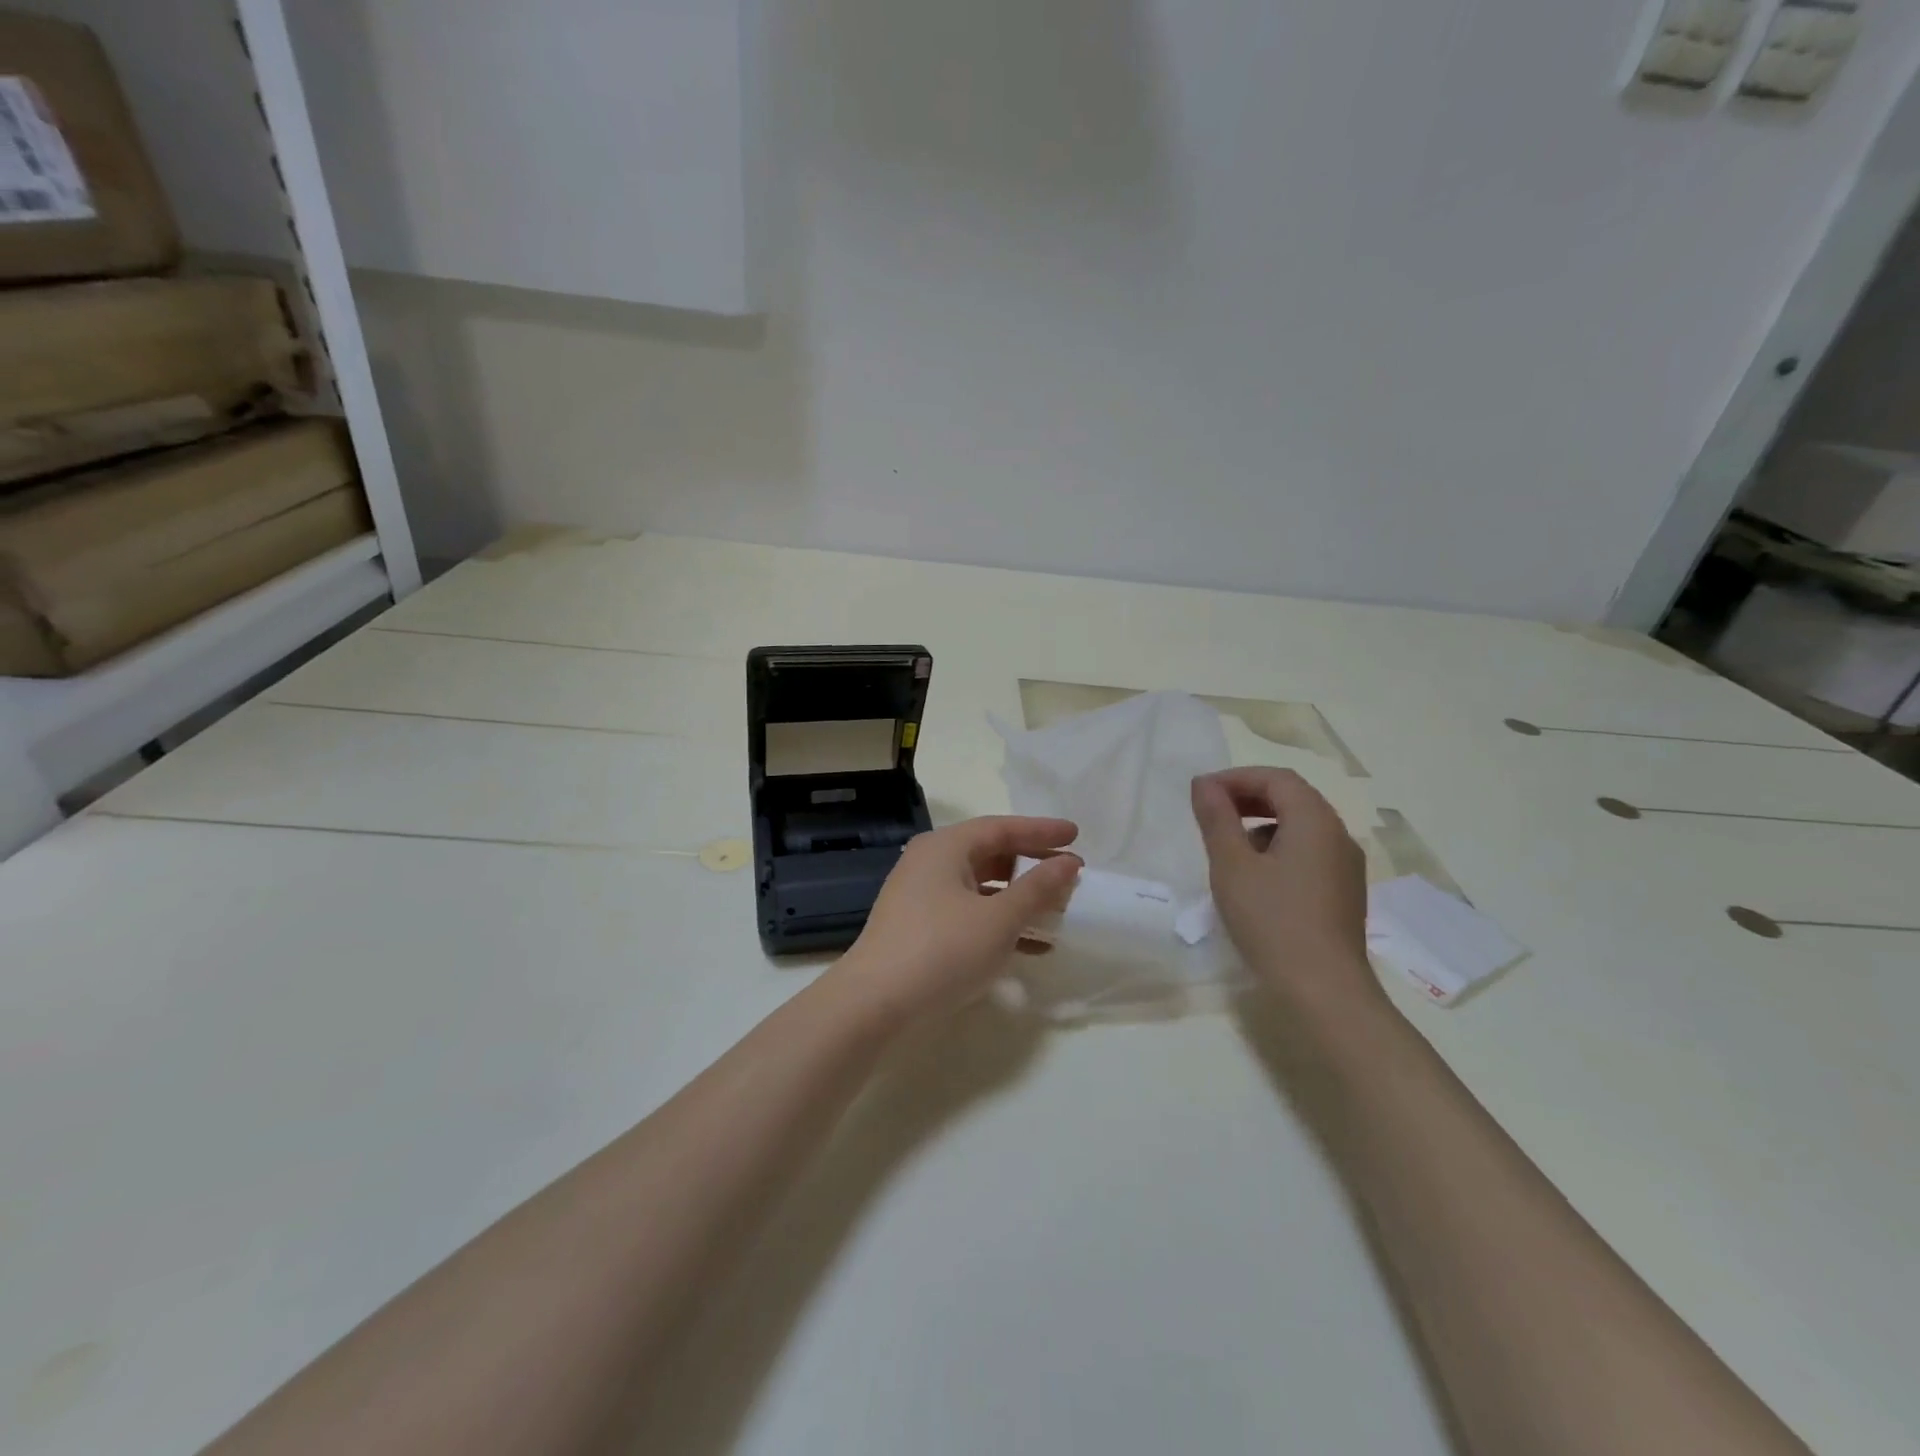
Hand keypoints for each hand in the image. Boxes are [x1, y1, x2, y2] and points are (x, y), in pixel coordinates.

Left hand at [833, 817, 1082, 1023]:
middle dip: (1032, 865)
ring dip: (1019, 898)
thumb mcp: (999, 919)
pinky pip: (969, 912)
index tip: (1077, 835)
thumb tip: (1067, 863)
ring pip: (981, 886)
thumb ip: (1037, 889)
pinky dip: (999, 922)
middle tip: (1069, 874)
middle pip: (990, 853)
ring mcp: (921, 896)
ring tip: (1057, 911)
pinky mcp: (919, 928)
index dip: (1042, 831)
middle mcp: (930, 862)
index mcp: (945, 847)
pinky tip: (1031, 947)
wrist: (875, 1004)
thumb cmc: (942, 950)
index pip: (1002, 827)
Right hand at [1191, 768, 1380, 1014]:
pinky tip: (1256, 876)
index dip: (1236, 777)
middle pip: (1293, 798)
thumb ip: (1217, 819)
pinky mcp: (1344, 892)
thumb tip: (1204, 784)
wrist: (1324, 991)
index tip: (1202, 793)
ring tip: (1228, 844)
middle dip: (1249, 797)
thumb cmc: (1272, 921)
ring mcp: (1346, 866)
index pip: (1276, 779)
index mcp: (1315, 821)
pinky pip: (1310, 852)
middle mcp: (1338, 835)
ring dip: (1263, 822)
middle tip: (1211, 811)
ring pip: (1302, 826)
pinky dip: (1279, 847)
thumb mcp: (1232, 866)